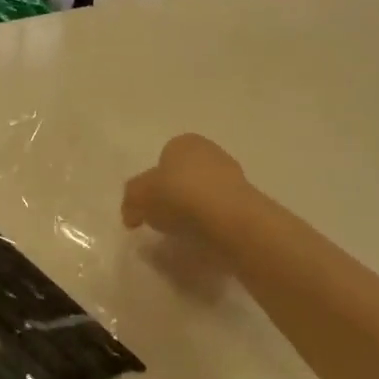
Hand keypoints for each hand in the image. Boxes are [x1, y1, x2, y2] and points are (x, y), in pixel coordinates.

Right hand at [121, 133, 250, 245]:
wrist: (228, 218)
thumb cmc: (177, 196)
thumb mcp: (137, 197)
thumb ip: (130, 201)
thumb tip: (131, 214)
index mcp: (183, 142)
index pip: (164, 158)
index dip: (153, 182)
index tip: (148, 203)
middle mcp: (210, 152)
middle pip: (185, 174)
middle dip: (175, 193)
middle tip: (163, 217)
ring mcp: (234, 176)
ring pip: (204, 192)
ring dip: (194, 209)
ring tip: (183, 231)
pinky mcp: (248, 201)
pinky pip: (220, 211)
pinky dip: (211, 222)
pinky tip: (204, 235)